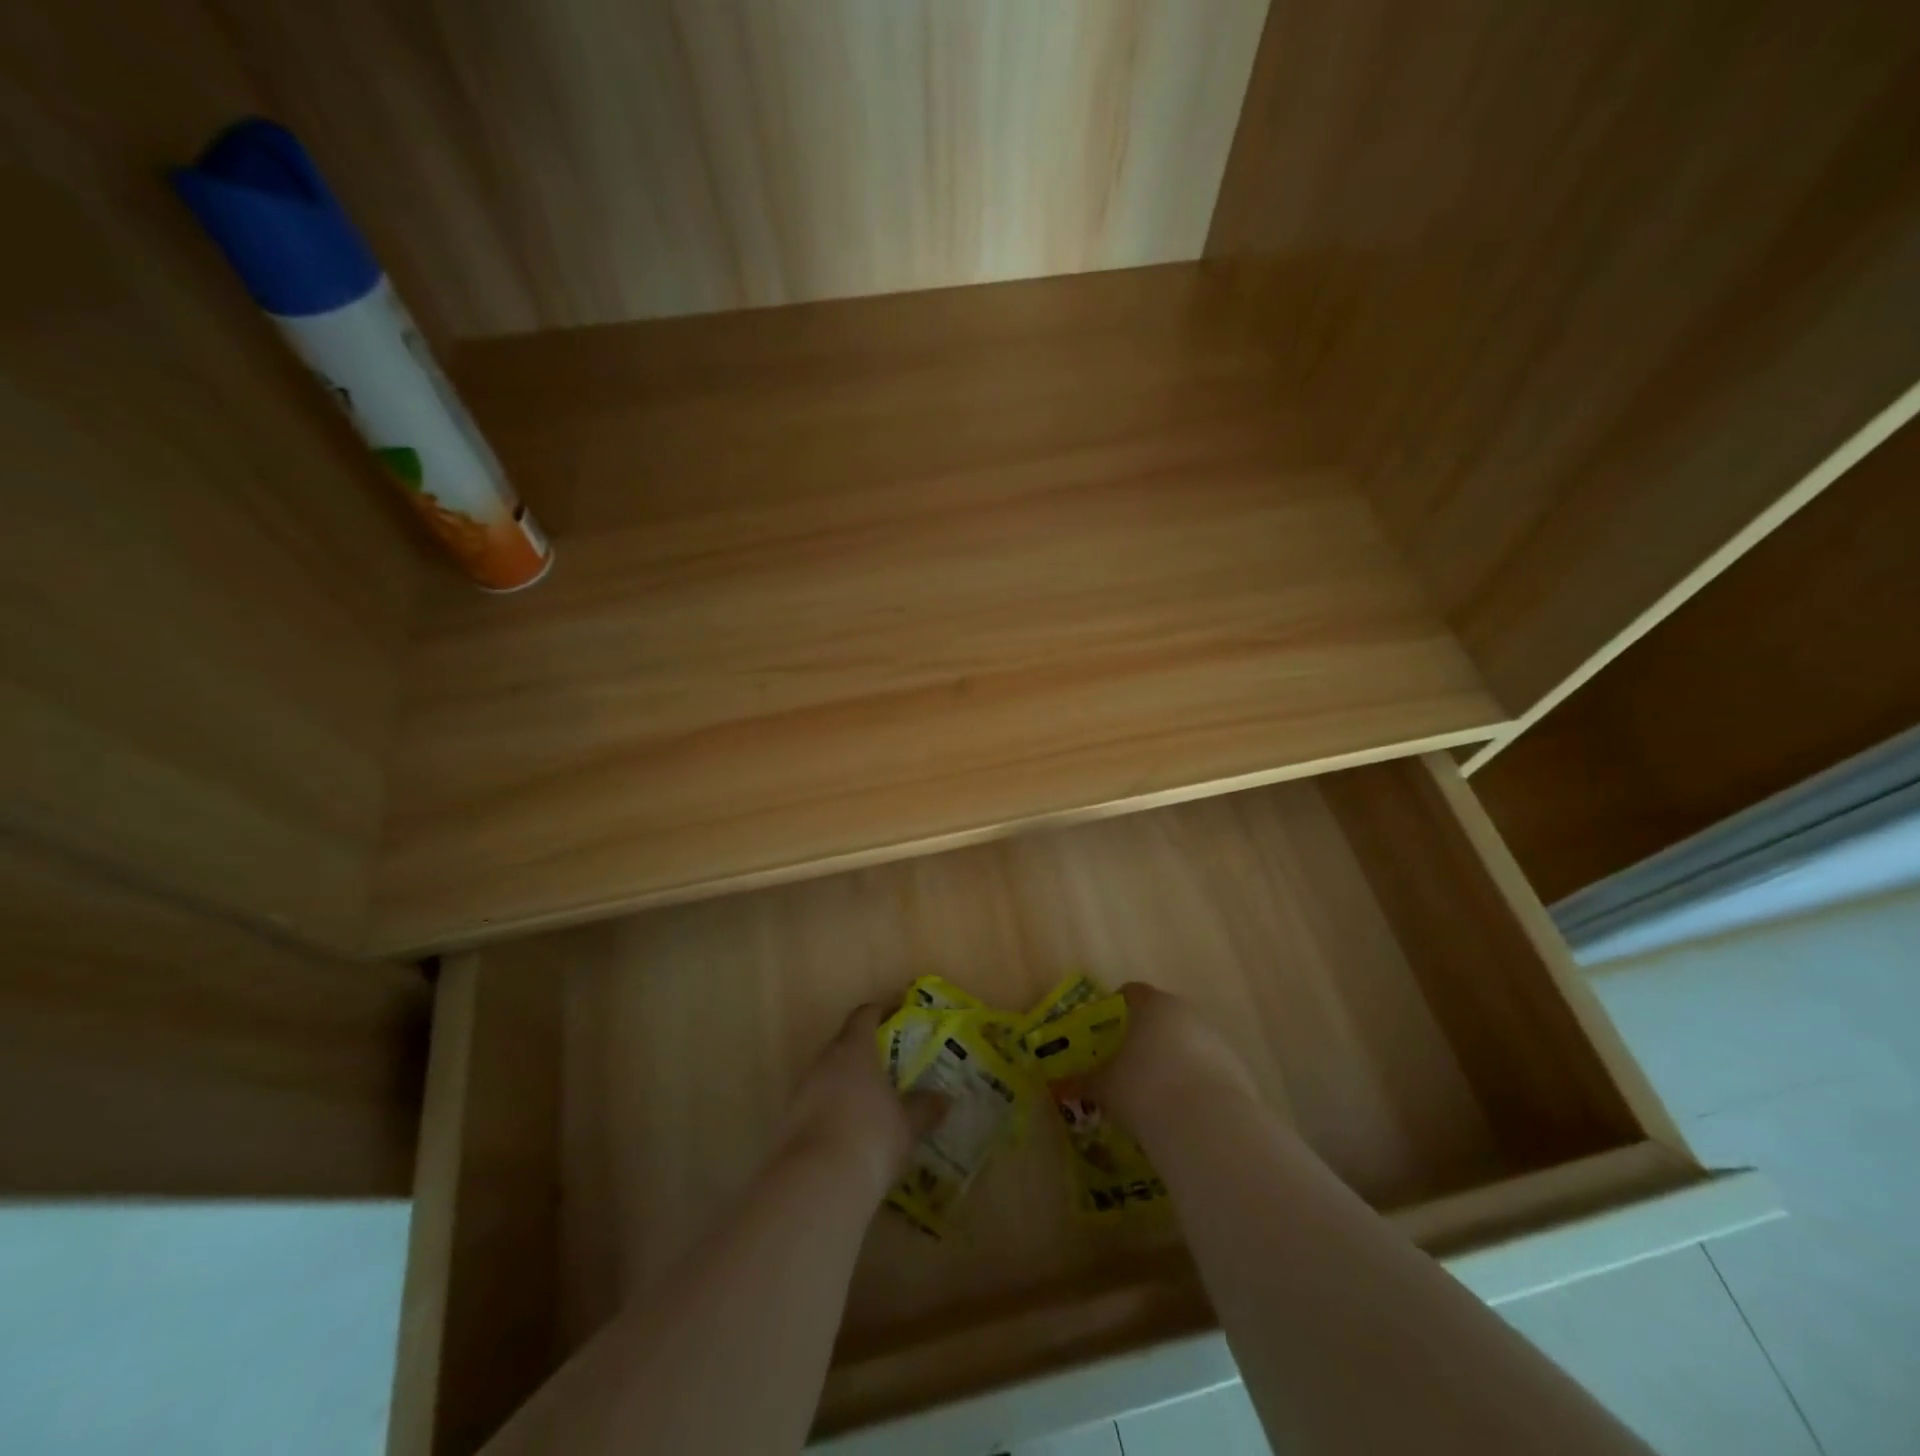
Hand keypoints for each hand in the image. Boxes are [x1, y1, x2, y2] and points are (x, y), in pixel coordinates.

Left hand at [782, 1003, 939, 1201]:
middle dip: (865, 1050)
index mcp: (854, 1049)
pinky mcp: (790, 1123)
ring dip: (847, 1082)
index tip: (897, 1012)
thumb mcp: (908, 1125)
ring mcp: (803, 1091)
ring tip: (871, 1099)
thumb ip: (925, 1108)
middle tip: (889, 1061)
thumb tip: (944, 1098)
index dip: (881, 1010)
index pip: (865, 1015)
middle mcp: (825, 1061)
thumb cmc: (871, 1137)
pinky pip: (817, 1104)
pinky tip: (850, 1131)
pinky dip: (833, 1110)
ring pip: (828, 1075)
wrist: (817, 1183)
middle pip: (844, 1043)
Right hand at [1090, 982, 1260, 1132]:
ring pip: (1188, 1044)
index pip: (1132, 993)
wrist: (1207, 1127)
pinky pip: (1208, 1071)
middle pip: (1163, 1017)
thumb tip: (1062, 1084)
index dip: (1117, 1007)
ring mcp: (1217, 1041)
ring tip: (1156, 1094)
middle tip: (1127, 1064)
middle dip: (1146, 1037)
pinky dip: (1195, 1084)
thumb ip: (1085, 1081)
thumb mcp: (1106, 1087)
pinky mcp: (1239, 1072)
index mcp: (1153, 1005)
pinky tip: (1183, 1113)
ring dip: (1173, 1061)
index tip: (1105, 1029)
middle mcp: (1187, 1013)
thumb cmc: (1144, 1089)